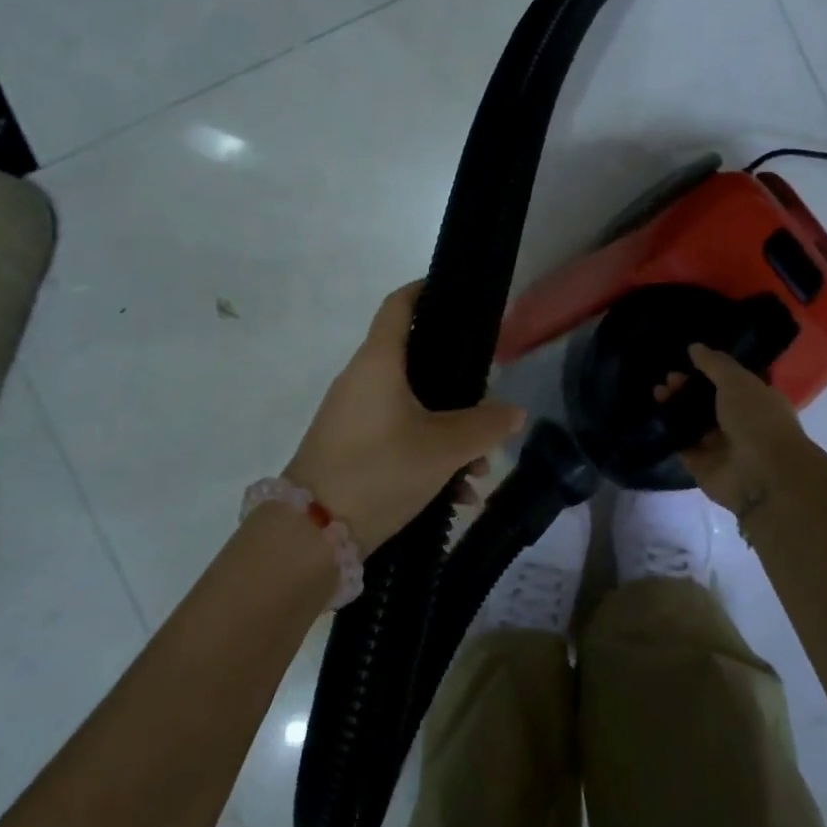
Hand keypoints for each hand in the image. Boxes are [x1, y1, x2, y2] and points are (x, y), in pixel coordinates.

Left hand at [285, 282, 526, 551]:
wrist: (311, 535)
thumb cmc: (379, 470)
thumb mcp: (443, 449)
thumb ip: (485, 426)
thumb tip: (515, 412)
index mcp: (378, 362)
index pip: (399, 305)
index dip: (426, 290)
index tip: (456, 293)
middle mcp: (362, 379)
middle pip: (416, 362)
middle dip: (457, 385)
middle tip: (489, 401)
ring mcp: (353, 415)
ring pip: (412, 407)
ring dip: (449, 432)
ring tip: (478, 470)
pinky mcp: (350, 447)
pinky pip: (398, 435)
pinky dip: (428, 454)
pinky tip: (455, 494)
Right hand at [670, 344, 814, 515]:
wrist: (762, 475)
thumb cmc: (757, 420)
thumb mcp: (737, 381)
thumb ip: (714, 363)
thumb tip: (694, 347)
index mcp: (757, 401)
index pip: (730, 382)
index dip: (708, 370)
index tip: (686, 361)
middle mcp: (740, 423)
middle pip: (707, 402)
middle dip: (686, 388)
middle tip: (667, 379)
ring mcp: (721, 446)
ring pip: (693, 422)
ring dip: (675, 408)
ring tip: (657, 393)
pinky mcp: (702, 466)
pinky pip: (682, 445)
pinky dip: (670, 433)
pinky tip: (656, 417)